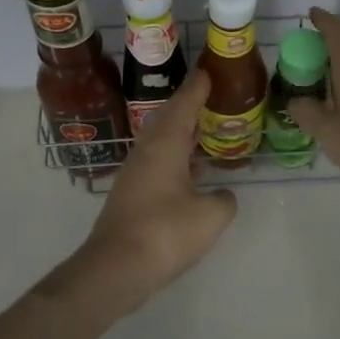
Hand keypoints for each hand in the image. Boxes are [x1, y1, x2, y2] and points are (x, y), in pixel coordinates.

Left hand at [49, 69, 237, 320]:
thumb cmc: (165, 233)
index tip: (210, 70)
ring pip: (161, 139)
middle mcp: (147, 150)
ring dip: (182, 130)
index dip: (199, 86)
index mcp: (165, 144)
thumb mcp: (210, 217)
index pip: (184, 104)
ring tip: (205, 126)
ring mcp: (135, 172)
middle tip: (212, 95)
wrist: (116, 268)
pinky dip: (176, 153)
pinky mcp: (131, 193)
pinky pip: (158, 159)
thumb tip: (222, 196)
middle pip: (169, 117)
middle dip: (190, 104)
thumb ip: (224, 200)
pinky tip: (190, 167)